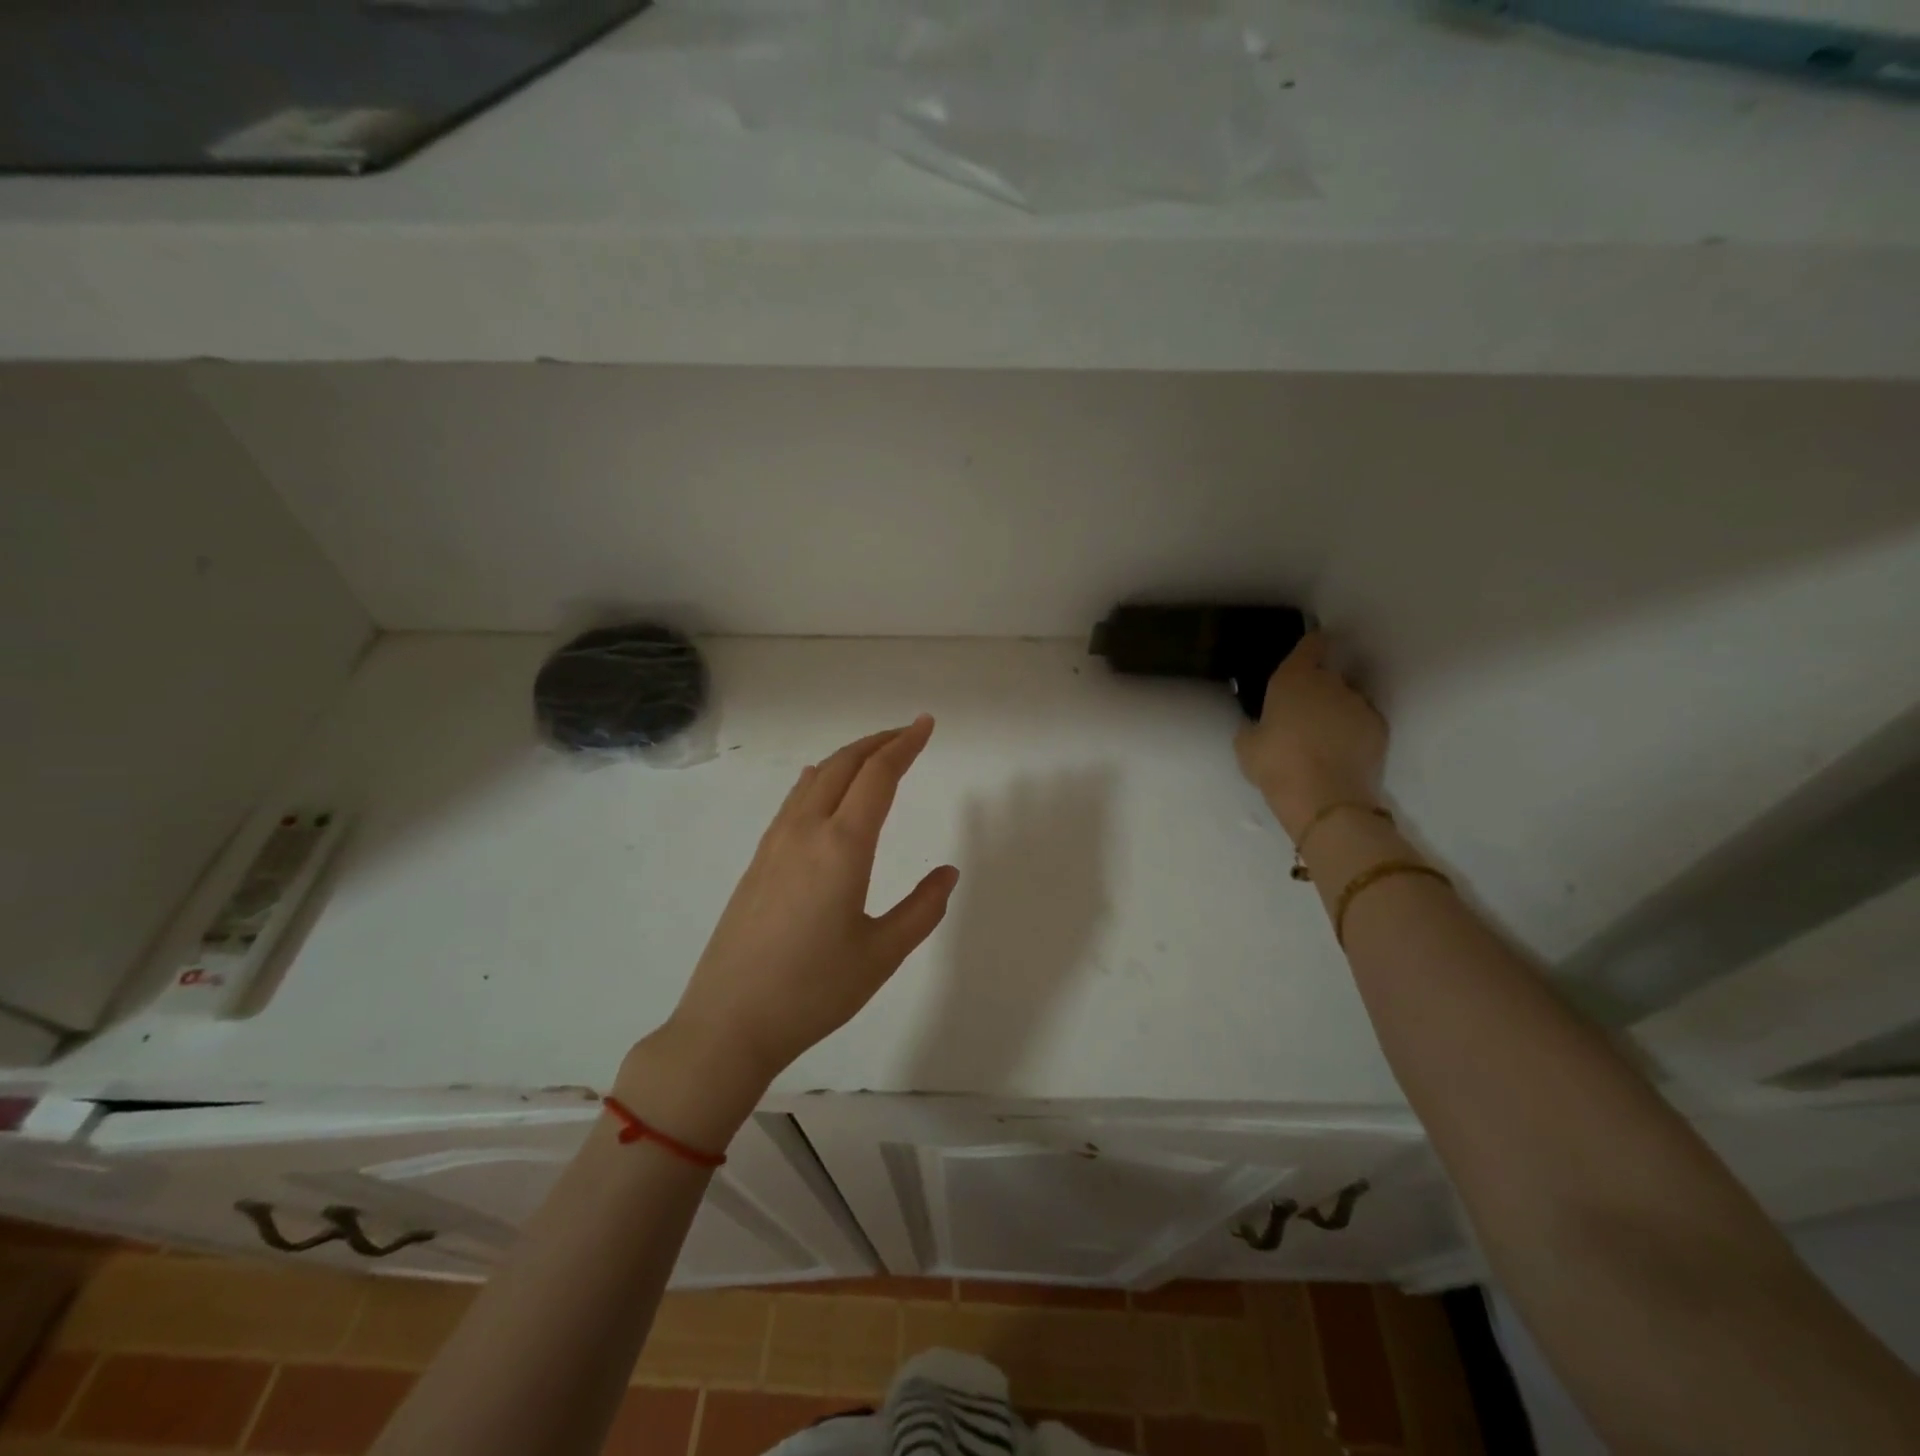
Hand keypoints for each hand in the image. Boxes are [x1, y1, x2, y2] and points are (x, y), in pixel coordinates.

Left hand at [656, 716, 958, 1099]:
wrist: (728, 1022)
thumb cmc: (813, 990)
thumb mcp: (882, 954)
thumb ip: (922, 909)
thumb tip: (947, 873)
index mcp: (842, 846)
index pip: (878, 776)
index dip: (905, 745)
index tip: (926, 725)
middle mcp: (805, 831)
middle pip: (843, 765)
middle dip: (878, 742)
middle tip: (908, 734)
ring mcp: (774, 844)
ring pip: (815, 778)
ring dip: (848, 758)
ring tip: (874, 756)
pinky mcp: (757, 861)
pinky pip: (794, 801)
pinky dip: (820, 779)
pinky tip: (820, 787)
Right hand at [1235, 632, 1387, 840]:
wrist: (1326, 800)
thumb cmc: (1276, 765)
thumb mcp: (1246, 746)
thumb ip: (1253, 726)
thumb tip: (1260, 724)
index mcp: (1294, 679)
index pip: (1310, 645)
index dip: (1309, 647)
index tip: (1306, 655)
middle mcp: (1331, 683)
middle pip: (1328, 674)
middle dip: (1318, 688)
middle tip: (1302, 713)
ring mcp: (1359, 704)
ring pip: (1346, 699)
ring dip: (1336, 711)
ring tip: (1322, 738)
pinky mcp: (1379, 728)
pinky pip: (1362, 722)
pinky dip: (1353, 731)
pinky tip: (1340, 753)